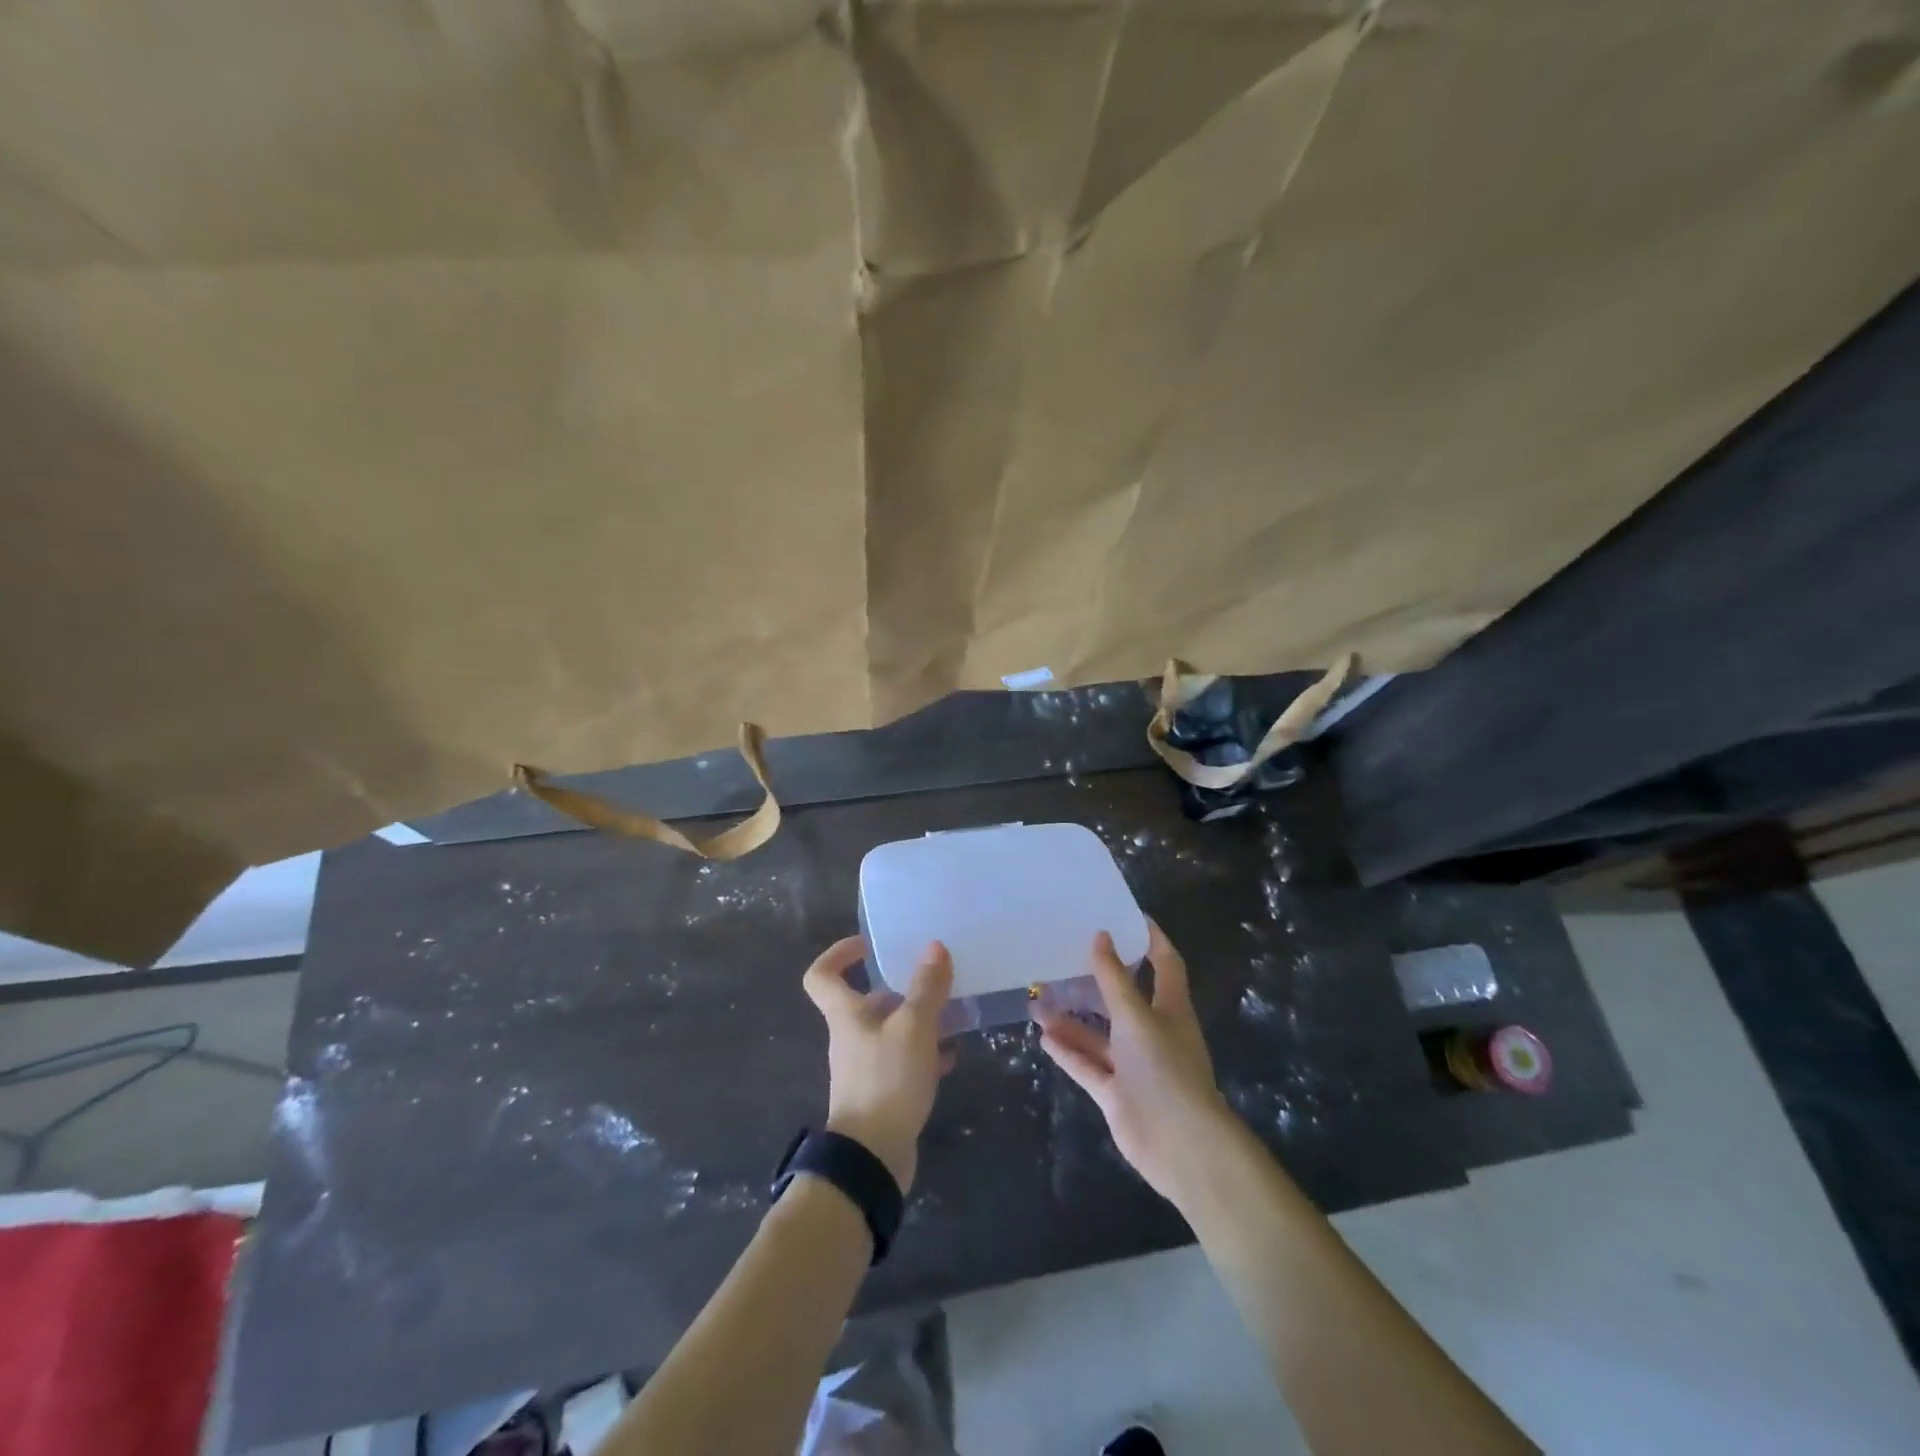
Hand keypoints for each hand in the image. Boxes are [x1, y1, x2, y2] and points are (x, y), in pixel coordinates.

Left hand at [802, 936, 953, 1192]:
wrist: (872, 1158)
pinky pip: (904, 1062)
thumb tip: (934, 946)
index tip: (869, 945)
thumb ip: (926, 987)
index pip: (822, 975)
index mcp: (846, 1015)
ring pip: (892, 1031)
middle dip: (902, 989)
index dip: (839, 954)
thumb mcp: (913, 1027)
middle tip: (935, 980)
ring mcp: (866, 1067)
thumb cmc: (886, 1080)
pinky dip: (926, 1055)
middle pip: (869, 1002)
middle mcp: (851, 1036)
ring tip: (954, 1016)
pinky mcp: (883, 1093)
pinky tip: (952, 1057)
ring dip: (920, 1021)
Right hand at [1033, 923, 1233, 1204]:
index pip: (1165, 964)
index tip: (1129, 916)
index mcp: (1170, 1009)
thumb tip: (1099, 935)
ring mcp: (1133, 1065)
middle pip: (1124, 999)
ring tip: (1038, 1001)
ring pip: (1098, 1035)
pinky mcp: (1117, 1094)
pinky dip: (1068, 1053)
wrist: (1180, 1145)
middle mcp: (1152, 1033)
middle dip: (1097, 981)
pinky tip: (1043, 1037)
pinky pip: (1088, 1067)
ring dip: (1071, 1021)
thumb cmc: (1164, 1068)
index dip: (1151, 940)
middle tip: (1067, 956)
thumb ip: (1113, 979)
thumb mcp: (1136, 1016)